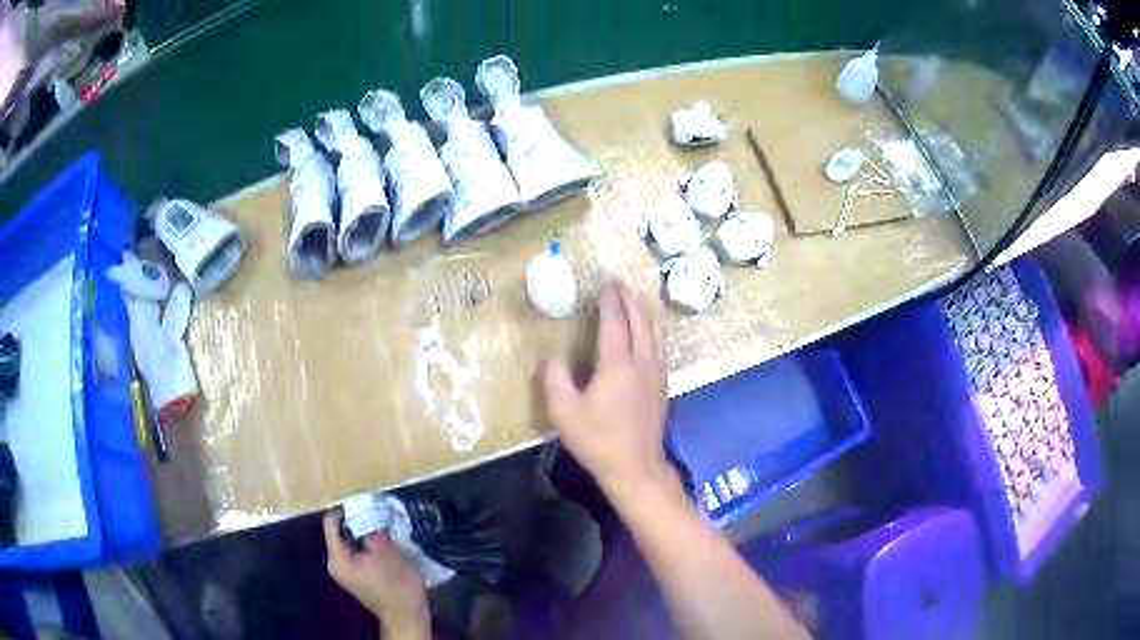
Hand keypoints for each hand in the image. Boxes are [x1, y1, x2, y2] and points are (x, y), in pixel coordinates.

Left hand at [322, 511, 429, 639]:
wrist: (406, 615)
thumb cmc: (396, 585)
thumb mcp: (387, 553)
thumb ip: (373, 531)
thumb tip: (369, 513)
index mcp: (337, 558)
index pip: (331, 524)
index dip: (345, 510)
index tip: (364, 503)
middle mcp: (336, 564)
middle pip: (340, 532)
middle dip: (357, 522)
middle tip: (377, 513)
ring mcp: (346, 571)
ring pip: (350, 542)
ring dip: (365, 534)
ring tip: (383, 526)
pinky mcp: (358, 575)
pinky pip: (357, 552)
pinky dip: (367, 545)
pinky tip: (384, 543)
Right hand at [544, 281, 676, 503]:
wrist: (635, 466)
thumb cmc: (598, 440)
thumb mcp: (564, 412)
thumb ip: (555, 379)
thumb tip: (552, 358)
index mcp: (617, 364)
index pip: (614, 322)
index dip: (609, 301)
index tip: (605, 283)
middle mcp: (642, 362)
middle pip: (640, 321)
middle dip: (630, 299)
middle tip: (620, 283)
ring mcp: (656, 374)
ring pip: (655, 332)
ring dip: (644, 312)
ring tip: (635, 300)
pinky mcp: (663, 386)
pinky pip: (660, 346)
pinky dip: (653, 330)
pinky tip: (649, 334)